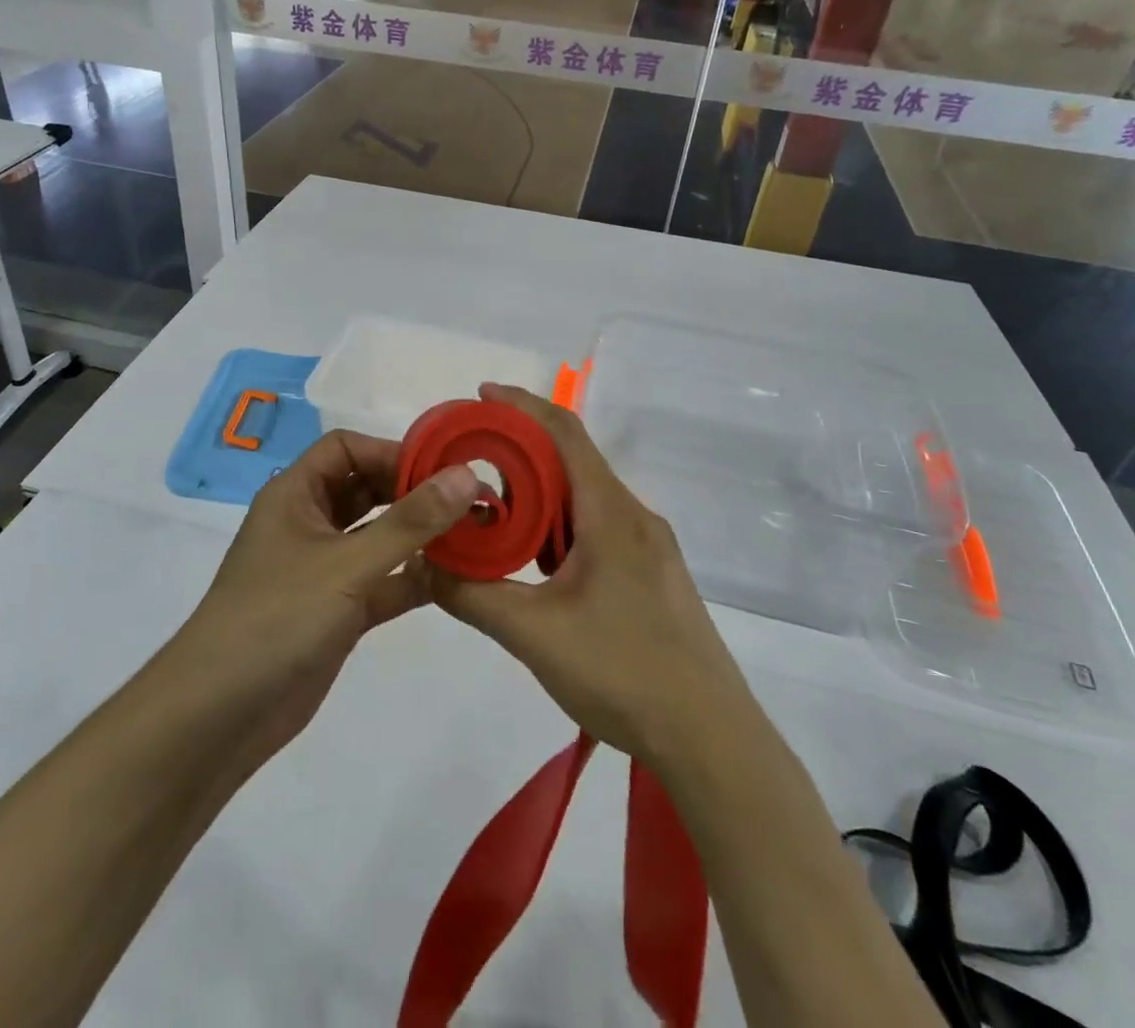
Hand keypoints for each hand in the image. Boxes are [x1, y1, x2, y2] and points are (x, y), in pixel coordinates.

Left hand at [169, 431, 478, 774]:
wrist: (219, 717)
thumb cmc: (277, 618)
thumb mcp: (347, 564)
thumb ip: (411, 521)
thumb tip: (468, 474)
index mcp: (295, 494)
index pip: (347, 449)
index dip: (392, 451)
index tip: (443, 469)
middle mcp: (308, 523)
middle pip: (367, 489)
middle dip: (414, 492)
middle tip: (469, 499)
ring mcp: (323, 569)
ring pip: (378, 537)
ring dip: (420, 535)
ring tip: (473, 533)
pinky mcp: (337, 611)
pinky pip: (383, 581)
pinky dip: (414, 578)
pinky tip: (457, 579)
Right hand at [429, 384, 755, 765]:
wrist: (711, 738)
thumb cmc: (623, 672)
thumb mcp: (533, 633)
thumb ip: (472, 594)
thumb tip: (423, 565)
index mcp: (611, 512)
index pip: (564, 432)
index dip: (521, 405)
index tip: (480, 395)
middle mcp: (634, 517)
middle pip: (573, 461)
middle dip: (521, 451)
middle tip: (471, 461)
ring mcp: (650, 547)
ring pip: (586, 498)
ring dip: (541, 494)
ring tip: (495, 512)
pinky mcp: (654, 576)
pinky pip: (600, 528)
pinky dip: (561, 526)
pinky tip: (537, 561)